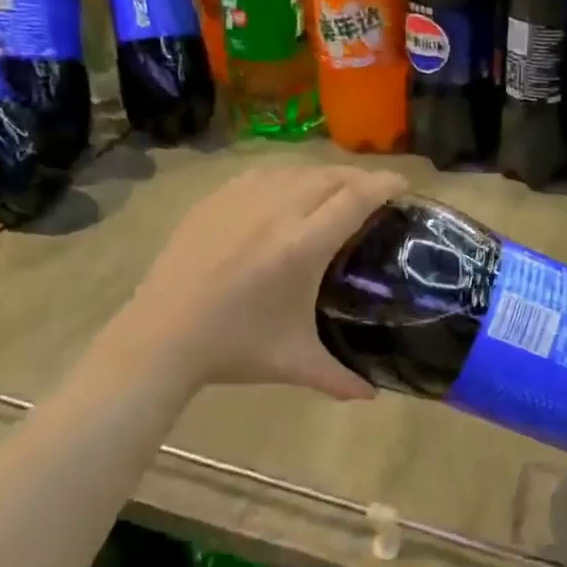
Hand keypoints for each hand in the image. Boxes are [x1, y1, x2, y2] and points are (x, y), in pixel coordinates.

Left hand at [102, 162, 407, 399]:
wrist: (161, 337)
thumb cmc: (234, 348)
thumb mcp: (294, 363)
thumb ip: (339, 378)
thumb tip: (371, 396)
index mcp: (303, 245)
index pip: (356, 197)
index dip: (385, 184)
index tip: (404, 185)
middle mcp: (277, 210)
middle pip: (330, 176)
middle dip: (359, 178)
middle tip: (374, 193)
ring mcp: (241, 200)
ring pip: (294, 170)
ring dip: (323, 175)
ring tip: (333, 190)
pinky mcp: (214, 201)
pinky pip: (261, 174)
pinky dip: (285, 177)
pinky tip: (285, 192)